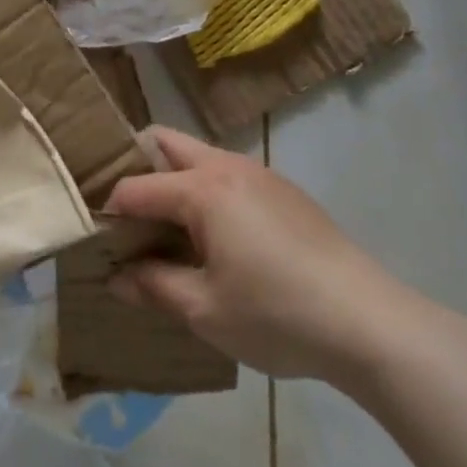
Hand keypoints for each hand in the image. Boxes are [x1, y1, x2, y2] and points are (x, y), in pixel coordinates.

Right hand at [104, 126, 417, 386]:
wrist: (371, 323)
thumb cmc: (277, 315)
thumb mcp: (205, 310)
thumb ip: (153, 287)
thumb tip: (116, 278)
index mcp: (202, 189)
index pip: (136, 187)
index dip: (109, 211)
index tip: (95, 238)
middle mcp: (227, 167)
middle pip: (166, 143)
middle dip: (137, 167)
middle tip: (125, 214)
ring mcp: (260, 175)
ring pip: (199, 156)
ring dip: (174, 179)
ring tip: (166, 228)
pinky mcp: (285, 192)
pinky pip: (228, 175)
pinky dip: (205, 191)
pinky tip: (214, 238)